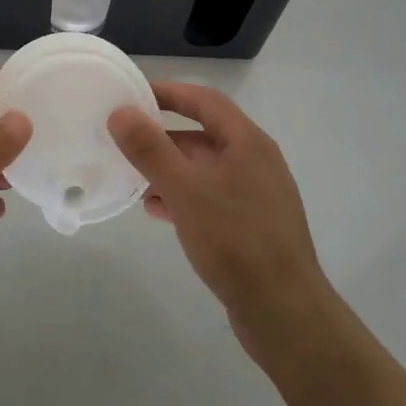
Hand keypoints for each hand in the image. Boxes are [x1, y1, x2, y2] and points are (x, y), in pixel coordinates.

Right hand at [109, 82, 332, 352]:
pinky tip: (157, 210)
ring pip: (205, 168)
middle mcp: (255, 161)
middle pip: (204, 133)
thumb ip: (150, 149)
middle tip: (125, 139)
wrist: (284, 313)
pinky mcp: (251, 226)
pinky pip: (210, 197)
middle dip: (163, 135)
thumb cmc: (235, 240)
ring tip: (133, 177)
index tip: (133, 94)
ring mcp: (256, 195)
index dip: (169, 92)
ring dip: (170, 168)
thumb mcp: (185, 190)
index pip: (204, 99)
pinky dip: (183, 196)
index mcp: (247, 142)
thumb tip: (120, 112)